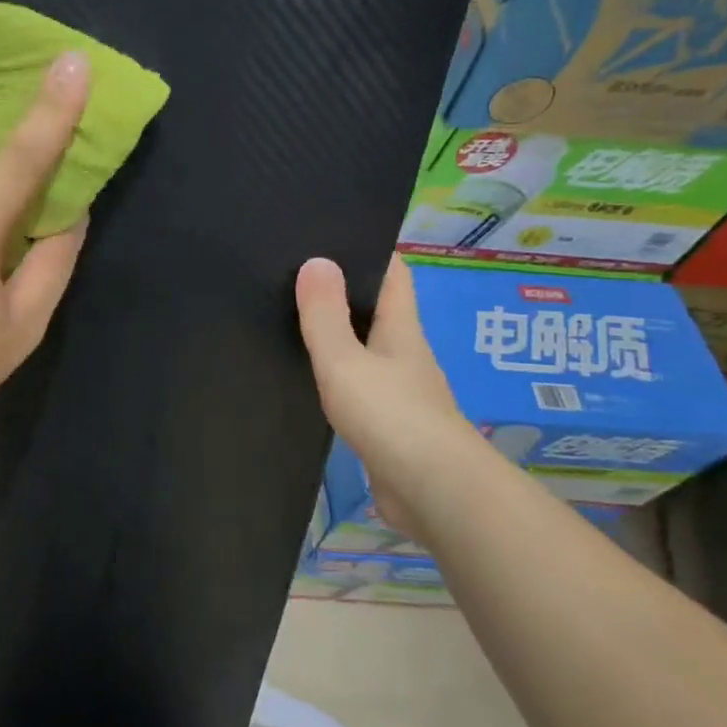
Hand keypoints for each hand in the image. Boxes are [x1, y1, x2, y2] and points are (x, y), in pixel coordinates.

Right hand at [295, 254, 479, 538]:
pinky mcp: (389, 427)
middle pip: (378, 310)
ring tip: (292, 319)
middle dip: (345, 290)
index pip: (394, 274)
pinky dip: (337, 376)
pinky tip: (309, 378)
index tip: (333, 232)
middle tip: (295, 273)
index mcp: (401, 330)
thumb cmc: (391, 416)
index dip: (370, 249)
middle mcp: (404, 355)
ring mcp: (400, 393)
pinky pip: (359, 387)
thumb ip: (326, 316)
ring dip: (339, 335)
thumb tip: (316, 260)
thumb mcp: (346, 361)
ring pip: (366, 350)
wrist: (434, 494)